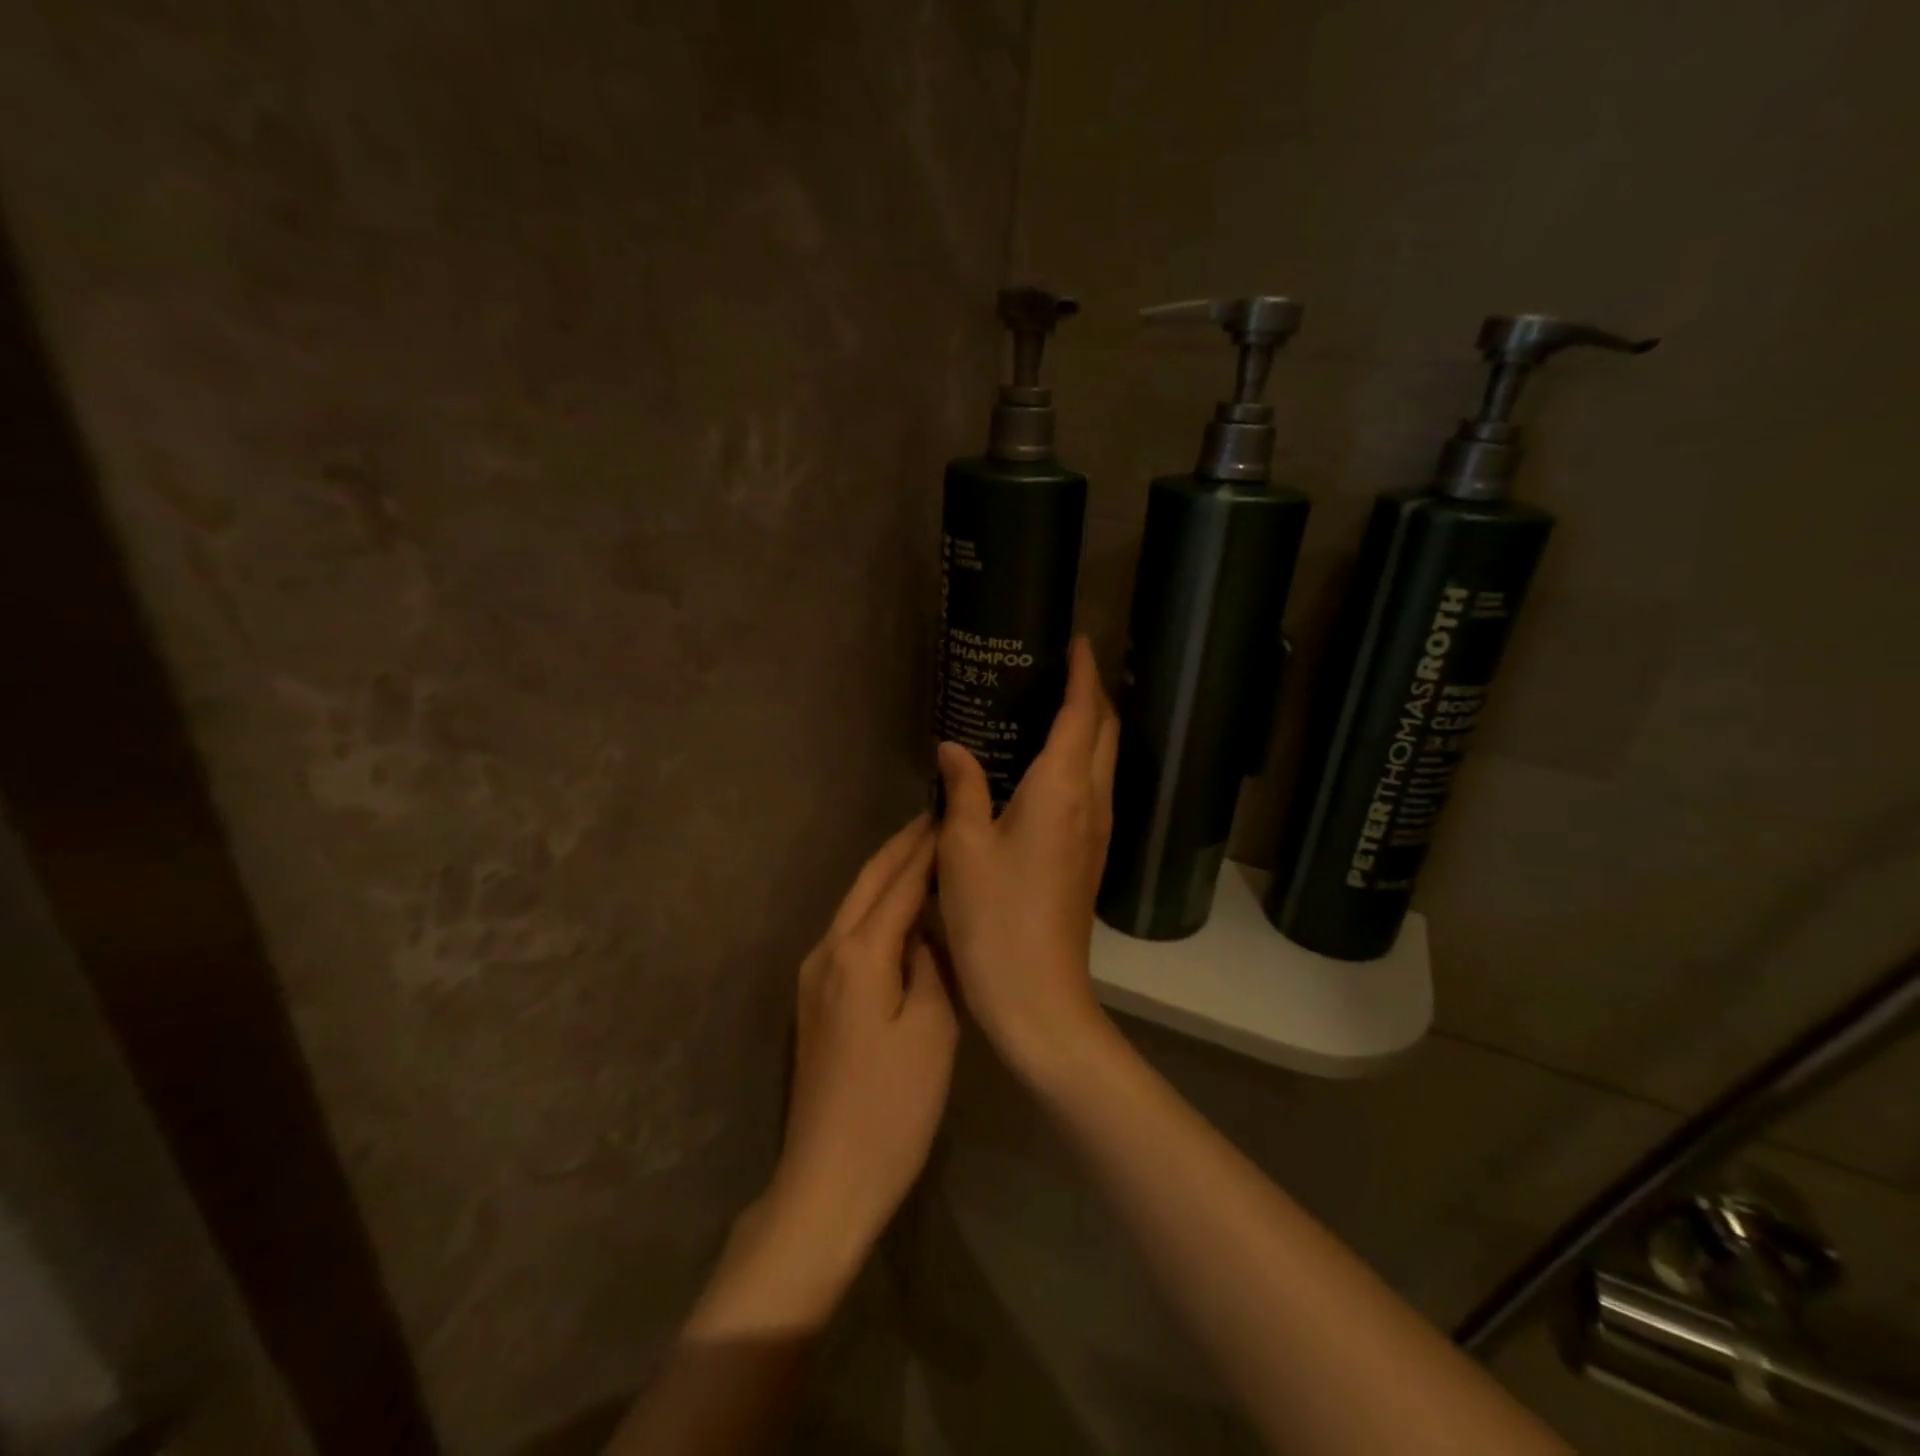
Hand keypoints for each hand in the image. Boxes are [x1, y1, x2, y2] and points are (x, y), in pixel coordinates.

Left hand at [766, 815, 956, 1264]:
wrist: (828, 1178)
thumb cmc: (892, 1107)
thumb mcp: (933, 1031)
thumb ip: (931, 965)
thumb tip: (927, 930)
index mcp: (859, 953)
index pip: (900, 883)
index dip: (928, 849)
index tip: (952, 815)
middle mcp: (828, 950)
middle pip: (869, 882)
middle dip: (902, 847)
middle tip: (936, 818)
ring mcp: (814, 974)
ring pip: (855, 904)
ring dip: (888, 874)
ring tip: (924, 852)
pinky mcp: (814, 997)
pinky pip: (850, 932)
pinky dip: (877, 908)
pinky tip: (901, 910)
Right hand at [934, 637, 1119, 1077]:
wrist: (1039, 996)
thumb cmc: (995, 917)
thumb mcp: (964, 847)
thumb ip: (963, 789)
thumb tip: (955, 749)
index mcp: (1062, 789)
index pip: (1082, 714)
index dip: (1082, 674)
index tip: (1077, 641)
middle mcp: (1093, 802)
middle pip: (1105, 732)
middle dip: (1093, 694)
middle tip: (1061, 669)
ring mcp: (1099, 832)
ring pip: (1105, 761)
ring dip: (1089, 727)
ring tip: (1052, 707)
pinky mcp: (1091, 856)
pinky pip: (1093, 789)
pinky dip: (1080, 761)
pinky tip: (1045, 768)